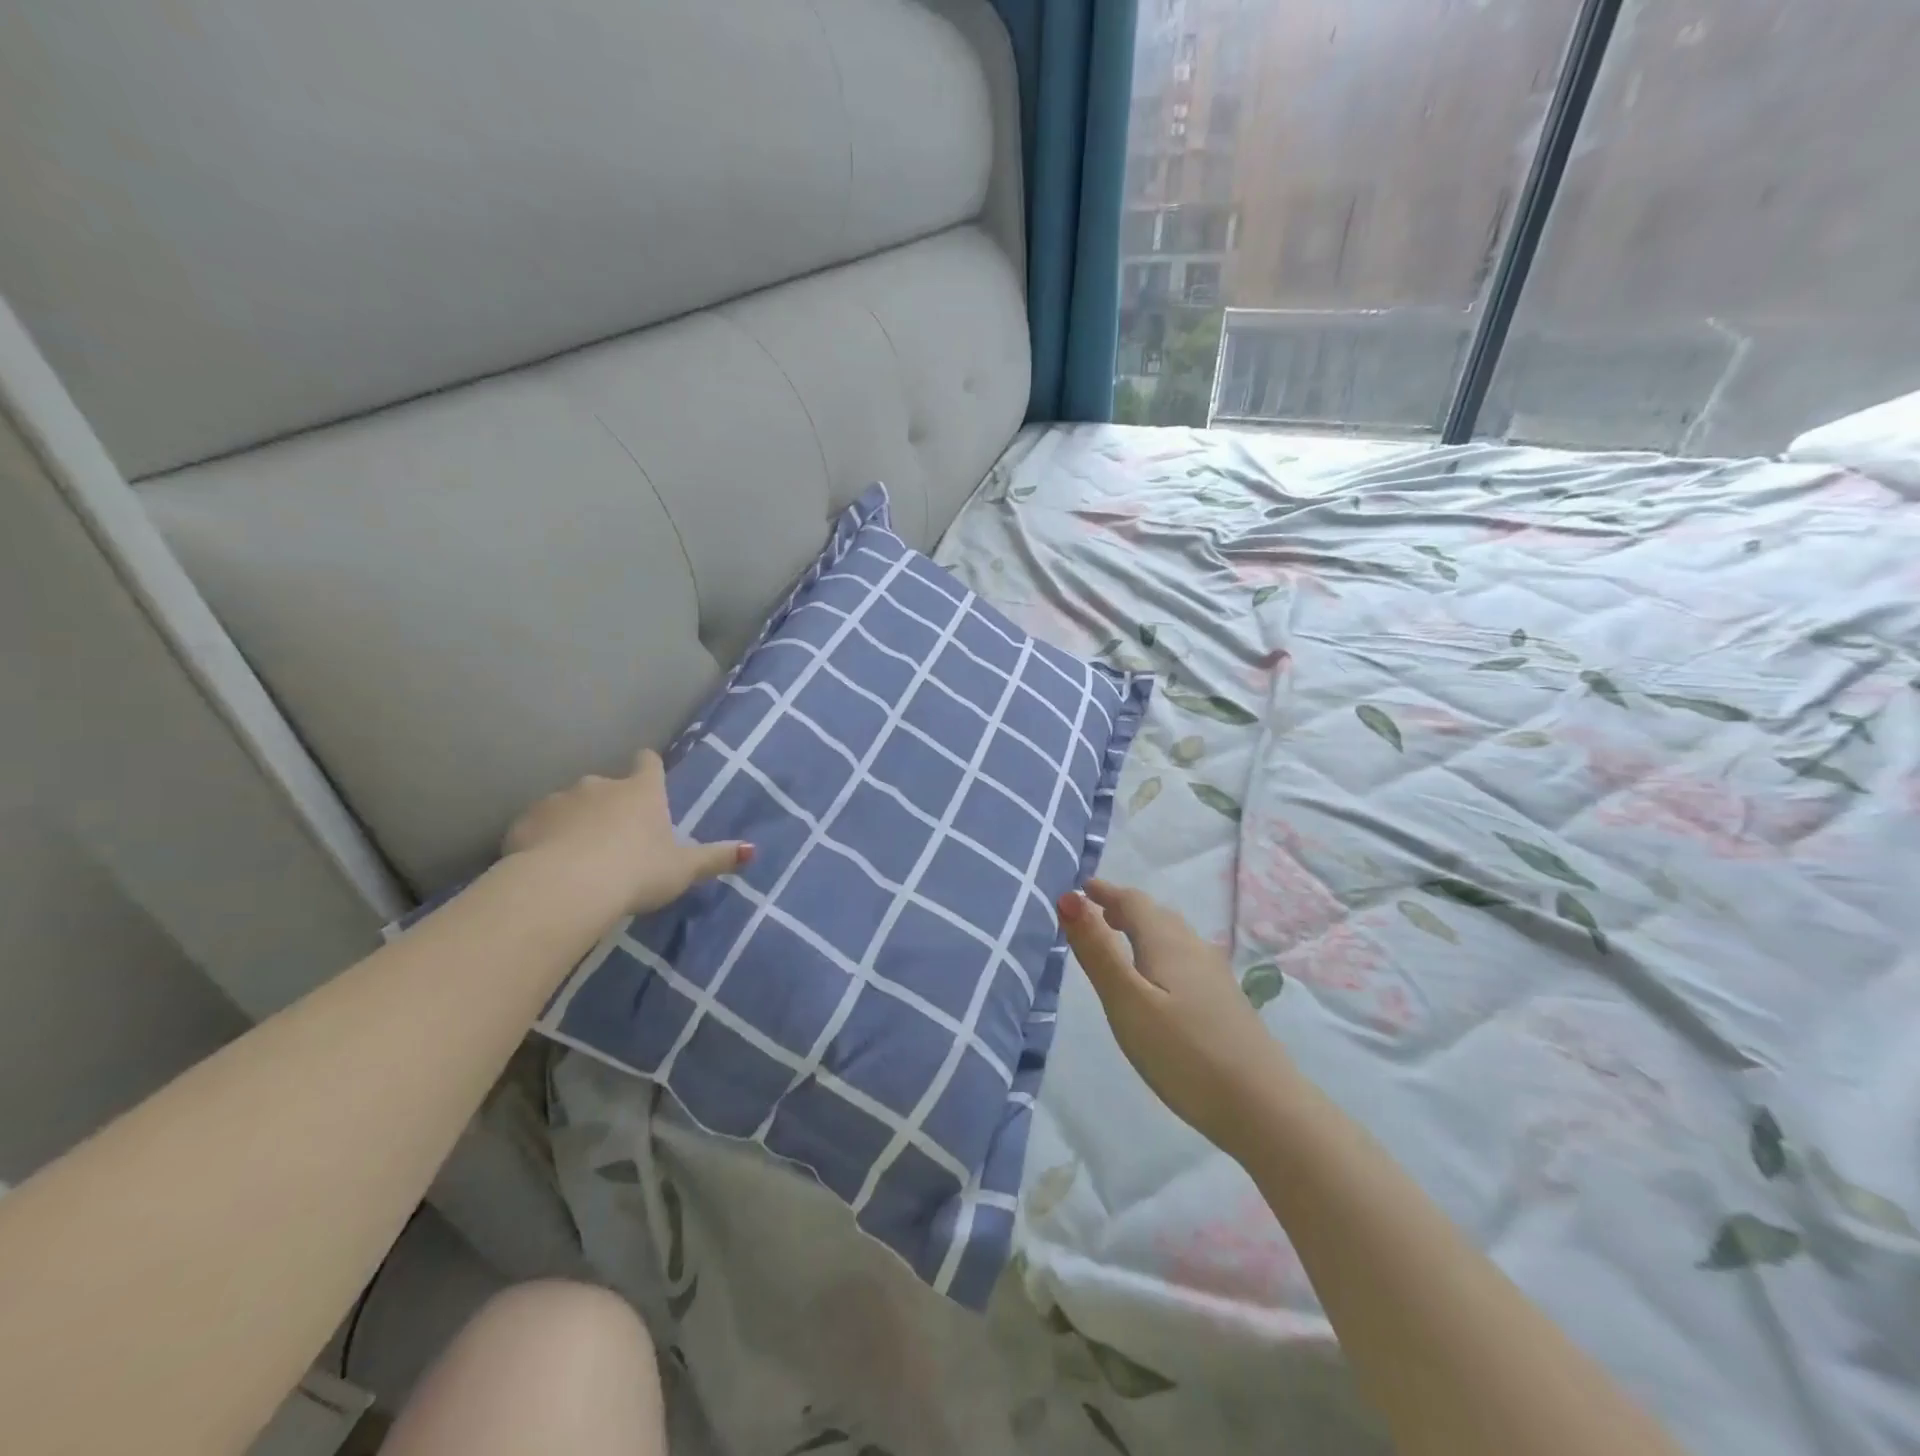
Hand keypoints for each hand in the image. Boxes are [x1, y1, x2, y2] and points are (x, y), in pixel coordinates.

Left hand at [503, 749, 751, 915]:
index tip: (647, 775)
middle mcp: (601, 785)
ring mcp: (559, 800)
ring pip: (569, 805)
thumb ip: (716, 858)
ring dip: (574, 822)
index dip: (648, 767)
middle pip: (607, 786)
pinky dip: (542, 838)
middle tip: (613, 839)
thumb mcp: (683, 869)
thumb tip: (752, 850)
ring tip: (576, 857)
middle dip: (609, 805)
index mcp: (641, 792)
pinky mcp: (525, 821)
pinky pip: (537, 825)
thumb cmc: (636, 871)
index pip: (647, 763)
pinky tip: (545, 865)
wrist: (566, 886)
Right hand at [1058, 879, 1291, 1159]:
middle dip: (1123, 909)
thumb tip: (1068, 898)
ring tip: (1121, 941)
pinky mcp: (1225, 1003)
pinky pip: (1184, 959)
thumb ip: (1097, 951)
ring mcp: (1215, 976)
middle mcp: (1193, 949)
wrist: (1264, 1107)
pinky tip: (1160, 982)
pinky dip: (1160, 953)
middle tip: (1096, 913)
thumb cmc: (1184, 1053)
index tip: (1081, 888)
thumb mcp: (1127, 1002)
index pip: (1132, 902)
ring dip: (1143, 930)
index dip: (1105, 892)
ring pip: (1173, 937)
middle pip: (1155, 916)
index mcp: (1167, 942)